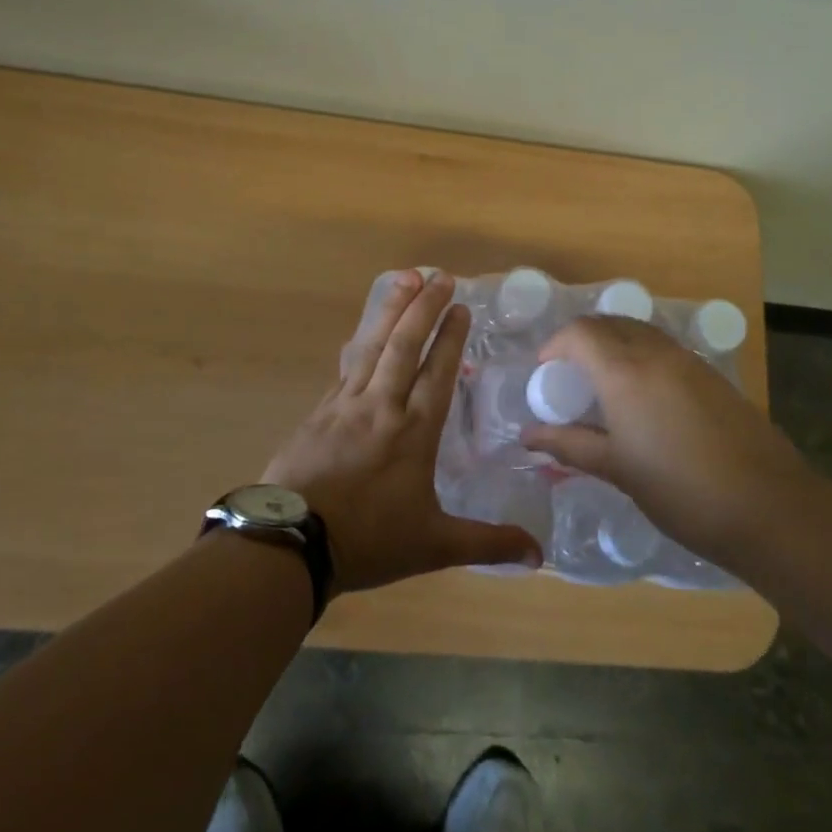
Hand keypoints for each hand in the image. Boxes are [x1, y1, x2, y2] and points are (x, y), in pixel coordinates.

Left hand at [261, 270, 542, 591]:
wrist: (291, 543)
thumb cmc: (368, 541)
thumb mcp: (434, 545)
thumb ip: (488, 544)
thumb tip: (540, 556)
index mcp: (414, 432)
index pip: (437, 372)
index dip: (451, 337)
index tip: (461, 306)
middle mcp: (381, 407)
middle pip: (404, 346)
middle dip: (423, 307)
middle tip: (438, 275)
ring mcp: (344, 406)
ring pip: (371, 347)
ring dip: (390, 311)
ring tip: (403, 279)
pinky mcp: (317, 414)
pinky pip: (345, 368)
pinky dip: (359, 344)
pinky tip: (362, 335)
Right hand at [521, 317, 824, 570]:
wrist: (769, 506)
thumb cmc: (680, 490)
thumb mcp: (618, 469)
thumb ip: (570, 445)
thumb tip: (528, 436)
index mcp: (625, 372)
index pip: (580, 333)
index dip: (555, 344)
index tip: (544, 372)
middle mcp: (657, 354)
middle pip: (611, 324)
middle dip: (583, 339)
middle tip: (569, 374)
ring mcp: (691, 362)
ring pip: (642, 333)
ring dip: (615, 345)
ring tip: (603, 385)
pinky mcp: (714, 377)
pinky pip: (666, 350)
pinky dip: (642, 357)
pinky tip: (644, 399)